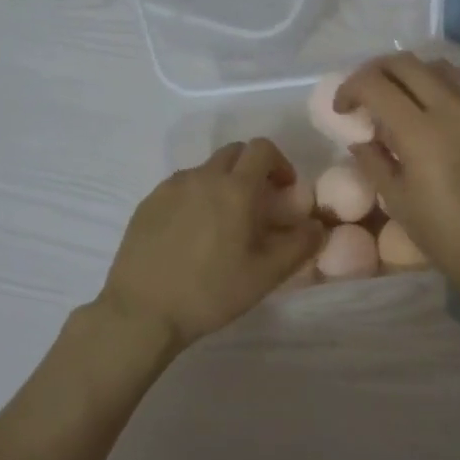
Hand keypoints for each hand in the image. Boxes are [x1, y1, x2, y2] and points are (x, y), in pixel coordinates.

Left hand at [98, 138, 324, 351]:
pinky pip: (180, 187)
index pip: (262, 149)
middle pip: (234, 153)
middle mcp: (202, 177)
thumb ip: (300, 245)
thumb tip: (317, 225)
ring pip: (206, 170)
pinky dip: (195, 197)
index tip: (284, 190)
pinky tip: (192, 234)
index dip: (279, 163)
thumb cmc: (211, 292)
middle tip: (257, 204)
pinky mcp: (148, 203)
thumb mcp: (266, 275)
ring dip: (222, 183)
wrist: (142, 311)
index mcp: (235, 188)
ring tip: (223, 223)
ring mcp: (170, 187)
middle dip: (251, 169)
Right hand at [338, 54, 459, 311]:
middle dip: (375, 73)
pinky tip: (433, 108)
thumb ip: (373, 160)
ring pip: (437, 66)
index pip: (374, 84)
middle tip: (364, 97)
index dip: (350, 89)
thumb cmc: (445, 235)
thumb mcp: (397, 200)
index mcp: (420, 131)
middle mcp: (451, 107)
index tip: (343, 109)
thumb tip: (360, 138)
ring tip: (399, 100)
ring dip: (409, 74)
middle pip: (404, 63)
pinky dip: (440, 83)